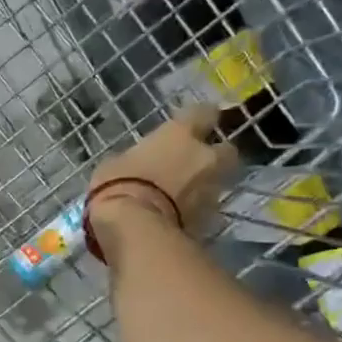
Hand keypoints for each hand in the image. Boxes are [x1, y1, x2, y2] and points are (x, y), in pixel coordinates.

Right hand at [87, 105, 236, 251]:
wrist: (135, 228)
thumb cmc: (118, 185)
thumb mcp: (115, 164)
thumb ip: (136, 159)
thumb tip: (137, 164)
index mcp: (179, 134)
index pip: (204, 113)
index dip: (200, 118)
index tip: (192, 125)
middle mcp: (204, 156)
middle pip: (226, 150)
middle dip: (215, 155)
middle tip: (196, 163)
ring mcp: (211, 189)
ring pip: (218, 181)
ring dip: (205, 185)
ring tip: (184, 196)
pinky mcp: (210, 219)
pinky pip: (207, 210)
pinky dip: (197, 212)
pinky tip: (180, 218)